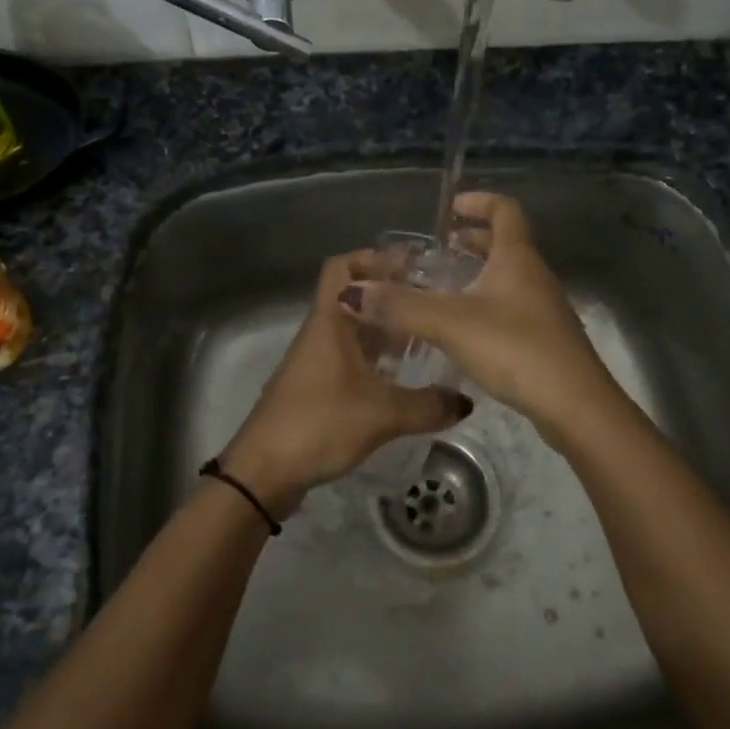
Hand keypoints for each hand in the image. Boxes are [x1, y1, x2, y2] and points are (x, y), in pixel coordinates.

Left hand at [220, 251, 471, 516]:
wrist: (264, 470)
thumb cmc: (320, 424)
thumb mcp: (382, 414)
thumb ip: (428, 406)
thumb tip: (465, 401)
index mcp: (330, 321)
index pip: (343, 266)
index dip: (374, 258)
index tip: (413, 268)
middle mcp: (320, 332)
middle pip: (354, 297)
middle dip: (390, 297)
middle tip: (431, 305)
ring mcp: (315, 360)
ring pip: (353, 330)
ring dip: (384, 331)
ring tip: (426, 341)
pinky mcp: (314, 386)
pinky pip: (348, 358)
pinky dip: (374, 359)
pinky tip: (401, 379)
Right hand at [335, 192, 618, 439]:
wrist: (575, 406)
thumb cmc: (515, 349)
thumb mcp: (450, 323)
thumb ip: (400, 306)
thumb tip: (351, 291)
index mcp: (517, 258)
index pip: (504, 210)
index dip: (479, 201)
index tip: (451, 206)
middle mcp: (534, 276)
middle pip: (506, 243)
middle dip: (474, 239)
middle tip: (441, 247)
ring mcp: (543, 308)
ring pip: (509, 277)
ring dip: (479, 272)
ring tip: (445, 285)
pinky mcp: (545, 339)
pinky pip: (511, 305)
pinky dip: (486, 302)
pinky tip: (464, 327)